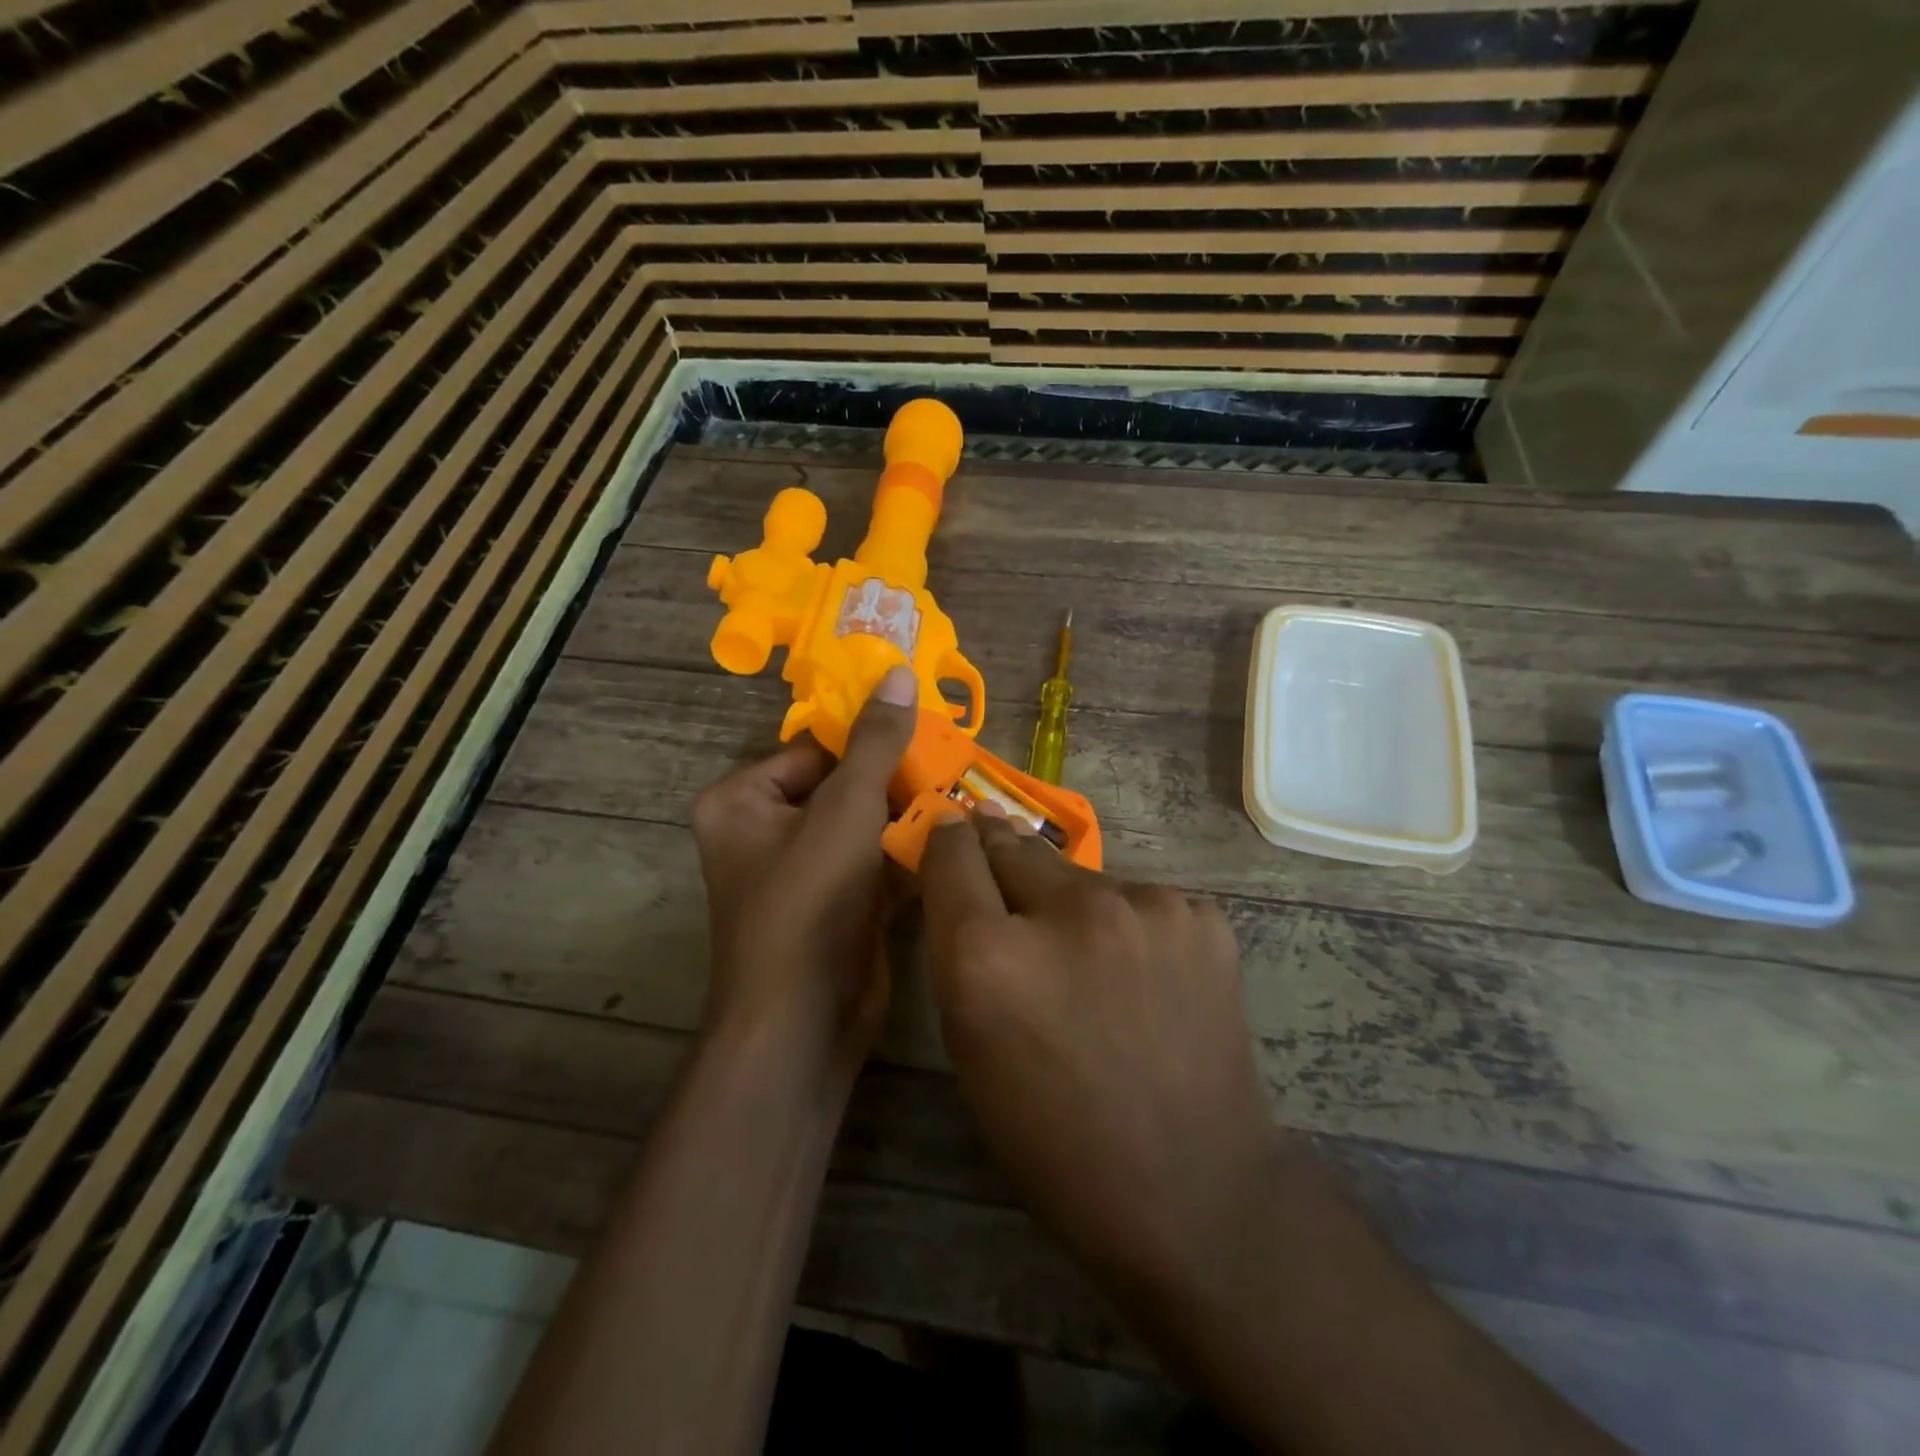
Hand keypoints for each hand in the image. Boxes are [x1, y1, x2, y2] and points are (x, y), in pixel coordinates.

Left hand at [690, 665, 917, 1094]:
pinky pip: (874, 860)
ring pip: (864, 824)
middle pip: (842, 785)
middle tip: (952, 757)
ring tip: (963, 790)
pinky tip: (956, 833)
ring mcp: (803, 871)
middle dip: (896, 778)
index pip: (814, 748)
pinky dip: (908, 851)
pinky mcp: (837, 903)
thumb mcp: (846, 809)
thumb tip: (898, 674)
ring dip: (908, 813)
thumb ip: (875, 742)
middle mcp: (765, 831)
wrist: (806, 1020)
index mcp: (742, 800)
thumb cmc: (810, 900)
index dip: (868, 736)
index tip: (925, 724)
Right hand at [918, 813, 1290, 1302]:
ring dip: (1070, 903)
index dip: (947, 840)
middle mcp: (1067, 912)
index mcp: (991, 957)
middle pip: (1015, 845)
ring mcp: (1145, 908)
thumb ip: (959, 948)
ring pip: (1081, 876)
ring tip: (1090, 962)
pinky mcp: (1200, 915)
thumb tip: (965, 870)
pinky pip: (1138, 899)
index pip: (953, 853)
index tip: (951, 830)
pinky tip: (1144, 978)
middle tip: (1009, 889)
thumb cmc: (1053, 1137)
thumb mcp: (971, 1047)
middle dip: (1001, 857)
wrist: (1194, 1191)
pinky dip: (1127, 925)